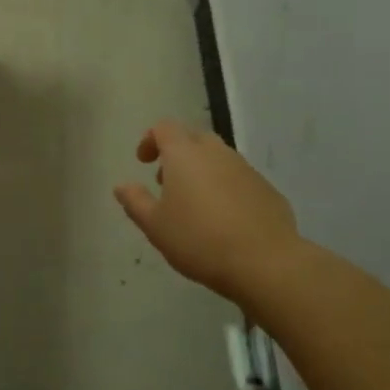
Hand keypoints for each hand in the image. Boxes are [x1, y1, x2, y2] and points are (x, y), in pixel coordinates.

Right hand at [114, 120, 299, 303]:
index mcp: (184, 154)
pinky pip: (239, 178)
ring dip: (202, 170)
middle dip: (177, 153)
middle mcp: (216, 152)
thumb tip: (122, 186)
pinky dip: (225, 187)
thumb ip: (135, 202)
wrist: (265, 261)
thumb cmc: (199, 240)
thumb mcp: (155, 226)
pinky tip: (224, 219)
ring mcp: (245, 168)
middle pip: (193, 138)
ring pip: (218, 157)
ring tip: (194, 204)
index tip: (143, 162)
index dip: (150, 139)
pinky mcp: (267, 188)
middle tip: (166, 182)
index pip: (164, 127)